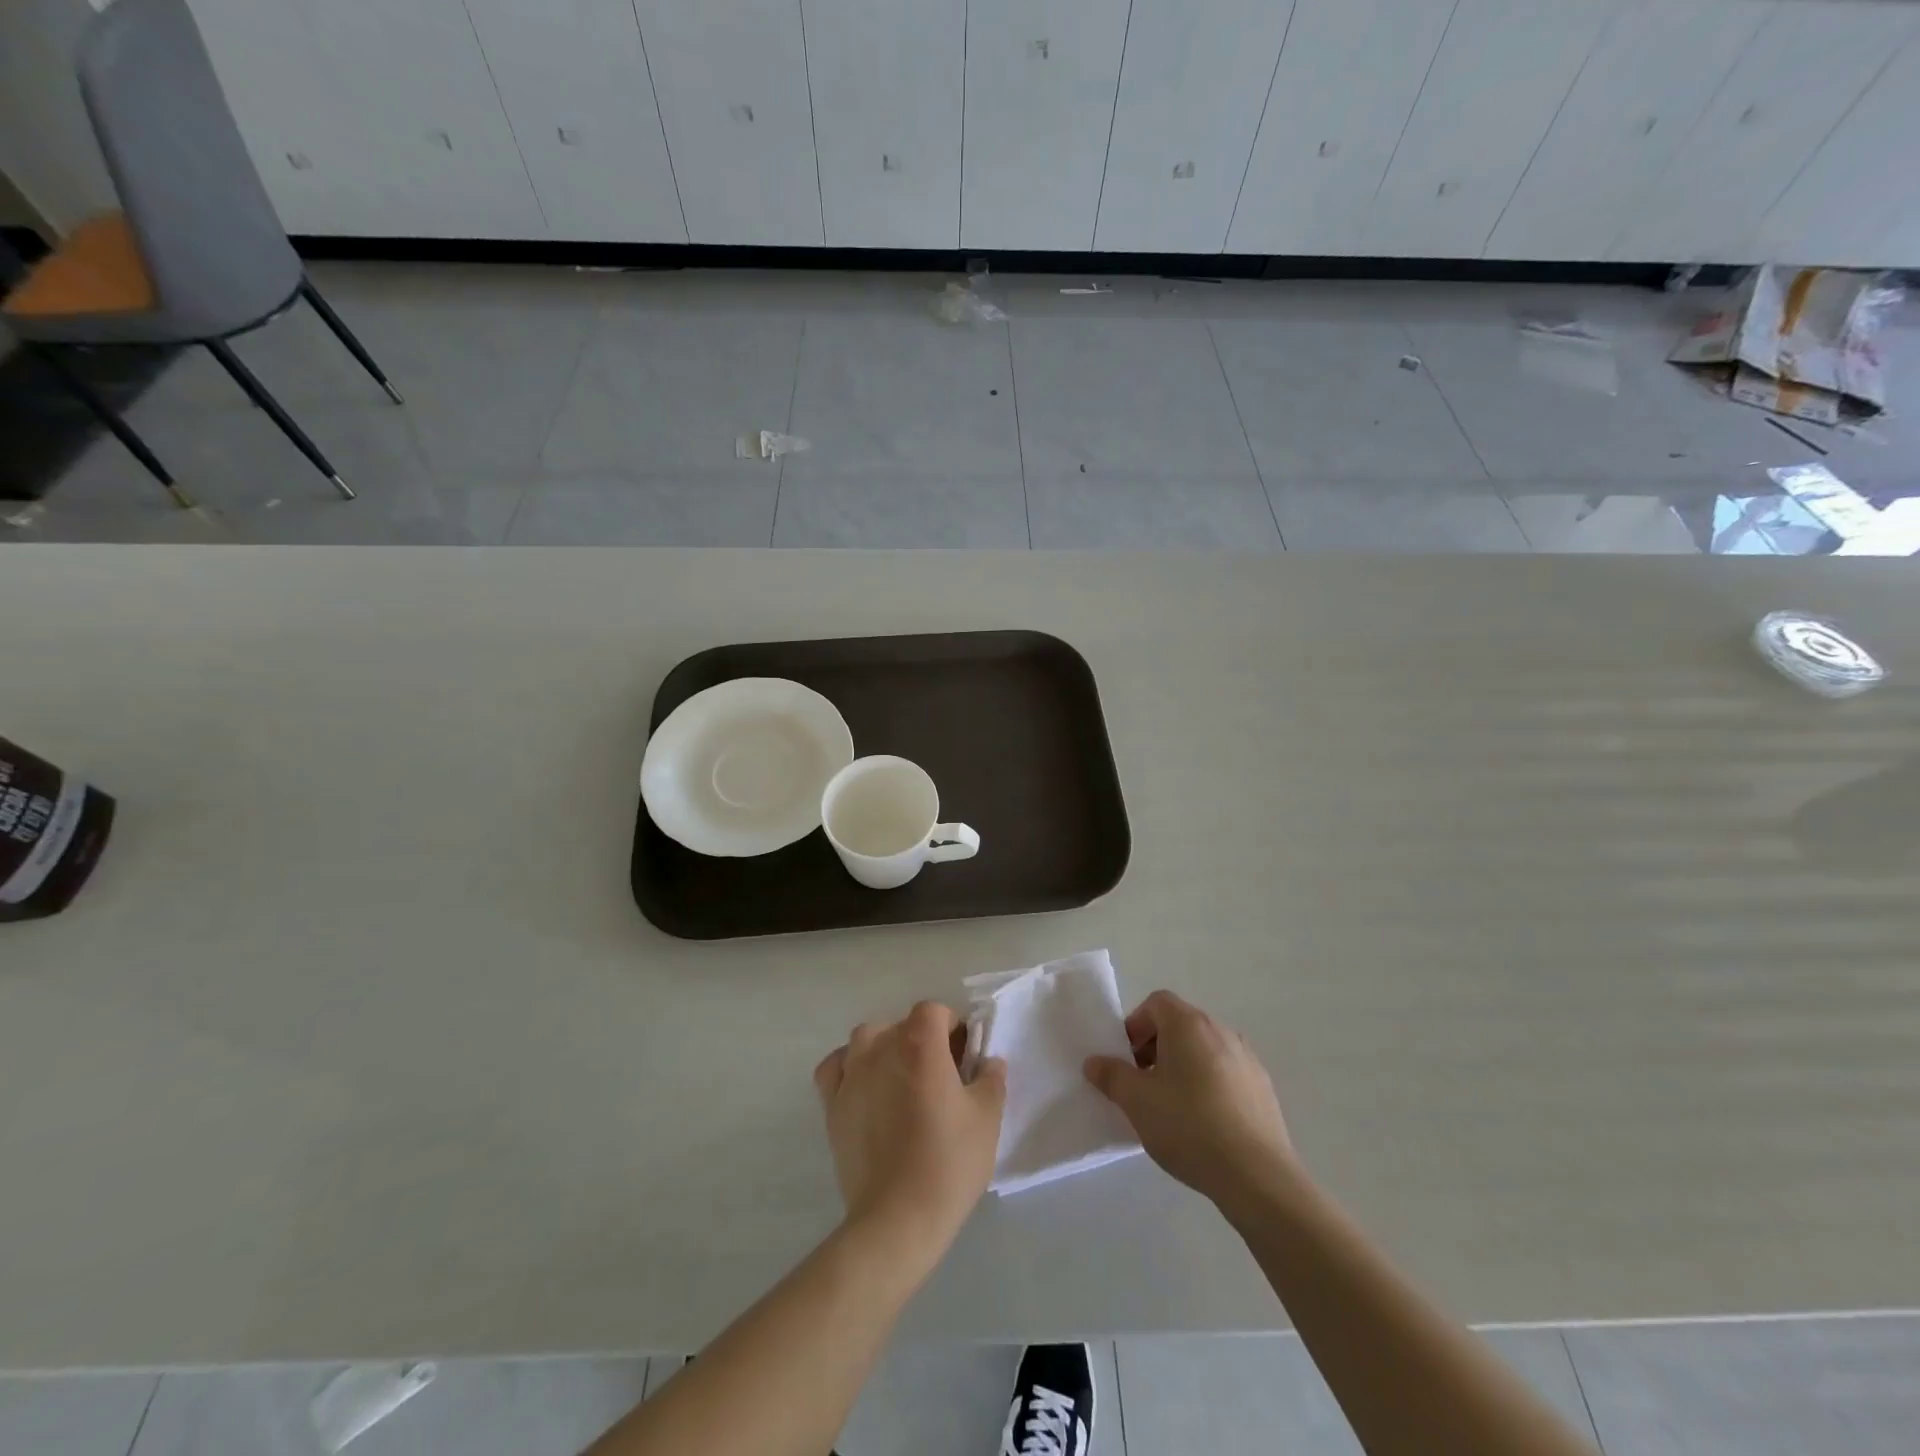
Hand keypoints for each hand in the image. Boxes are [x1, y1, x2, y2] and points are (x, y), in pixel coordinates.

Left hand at [814, 1002, 1005, 1263]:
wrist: (897, 1217)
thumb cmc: (948, 1162)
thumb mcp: (987, 1118)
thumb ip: (991, 1079)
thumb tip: (988, 1061)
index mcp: (920, 1043)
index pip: (934, 1011)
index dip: (951, 1026)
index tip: (963, 1056)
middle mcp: (880, 1046)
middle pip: (902, 1025)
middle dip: (922, 1041)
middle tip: (940, 1077)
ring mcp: (850, 1073)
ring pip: (867, 1039)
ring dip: (885, 1049)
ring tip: (901, 1082)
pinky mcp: (831, 1103)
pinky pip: (836, 1067)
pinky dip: (848, 1068)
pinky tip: (864, 1088)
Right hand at [1083, 990, 1294, 1207]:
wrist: (1257, 1176)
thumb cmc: (1188, 1126)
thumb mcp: (1136, 1102)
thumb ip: (1112, 1076)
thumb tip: (1094, 1062)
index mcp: (1188, 1024)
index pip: (1156, 1003)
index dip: (1136, 1025)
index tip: (1127, 1059)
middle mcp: (1220, 1030)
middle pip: (1180, 1024)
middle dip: (1156, 1047)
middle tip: (1143, 1083)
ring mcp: (1247, 1058)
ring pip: (1204, 1049)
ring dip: (1182, 1066)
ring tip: (1172, 1106)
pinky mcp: (1263, 1087)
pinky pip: (1225, 1072)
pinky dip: (1208, 1084)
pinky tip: (1203, 1123)